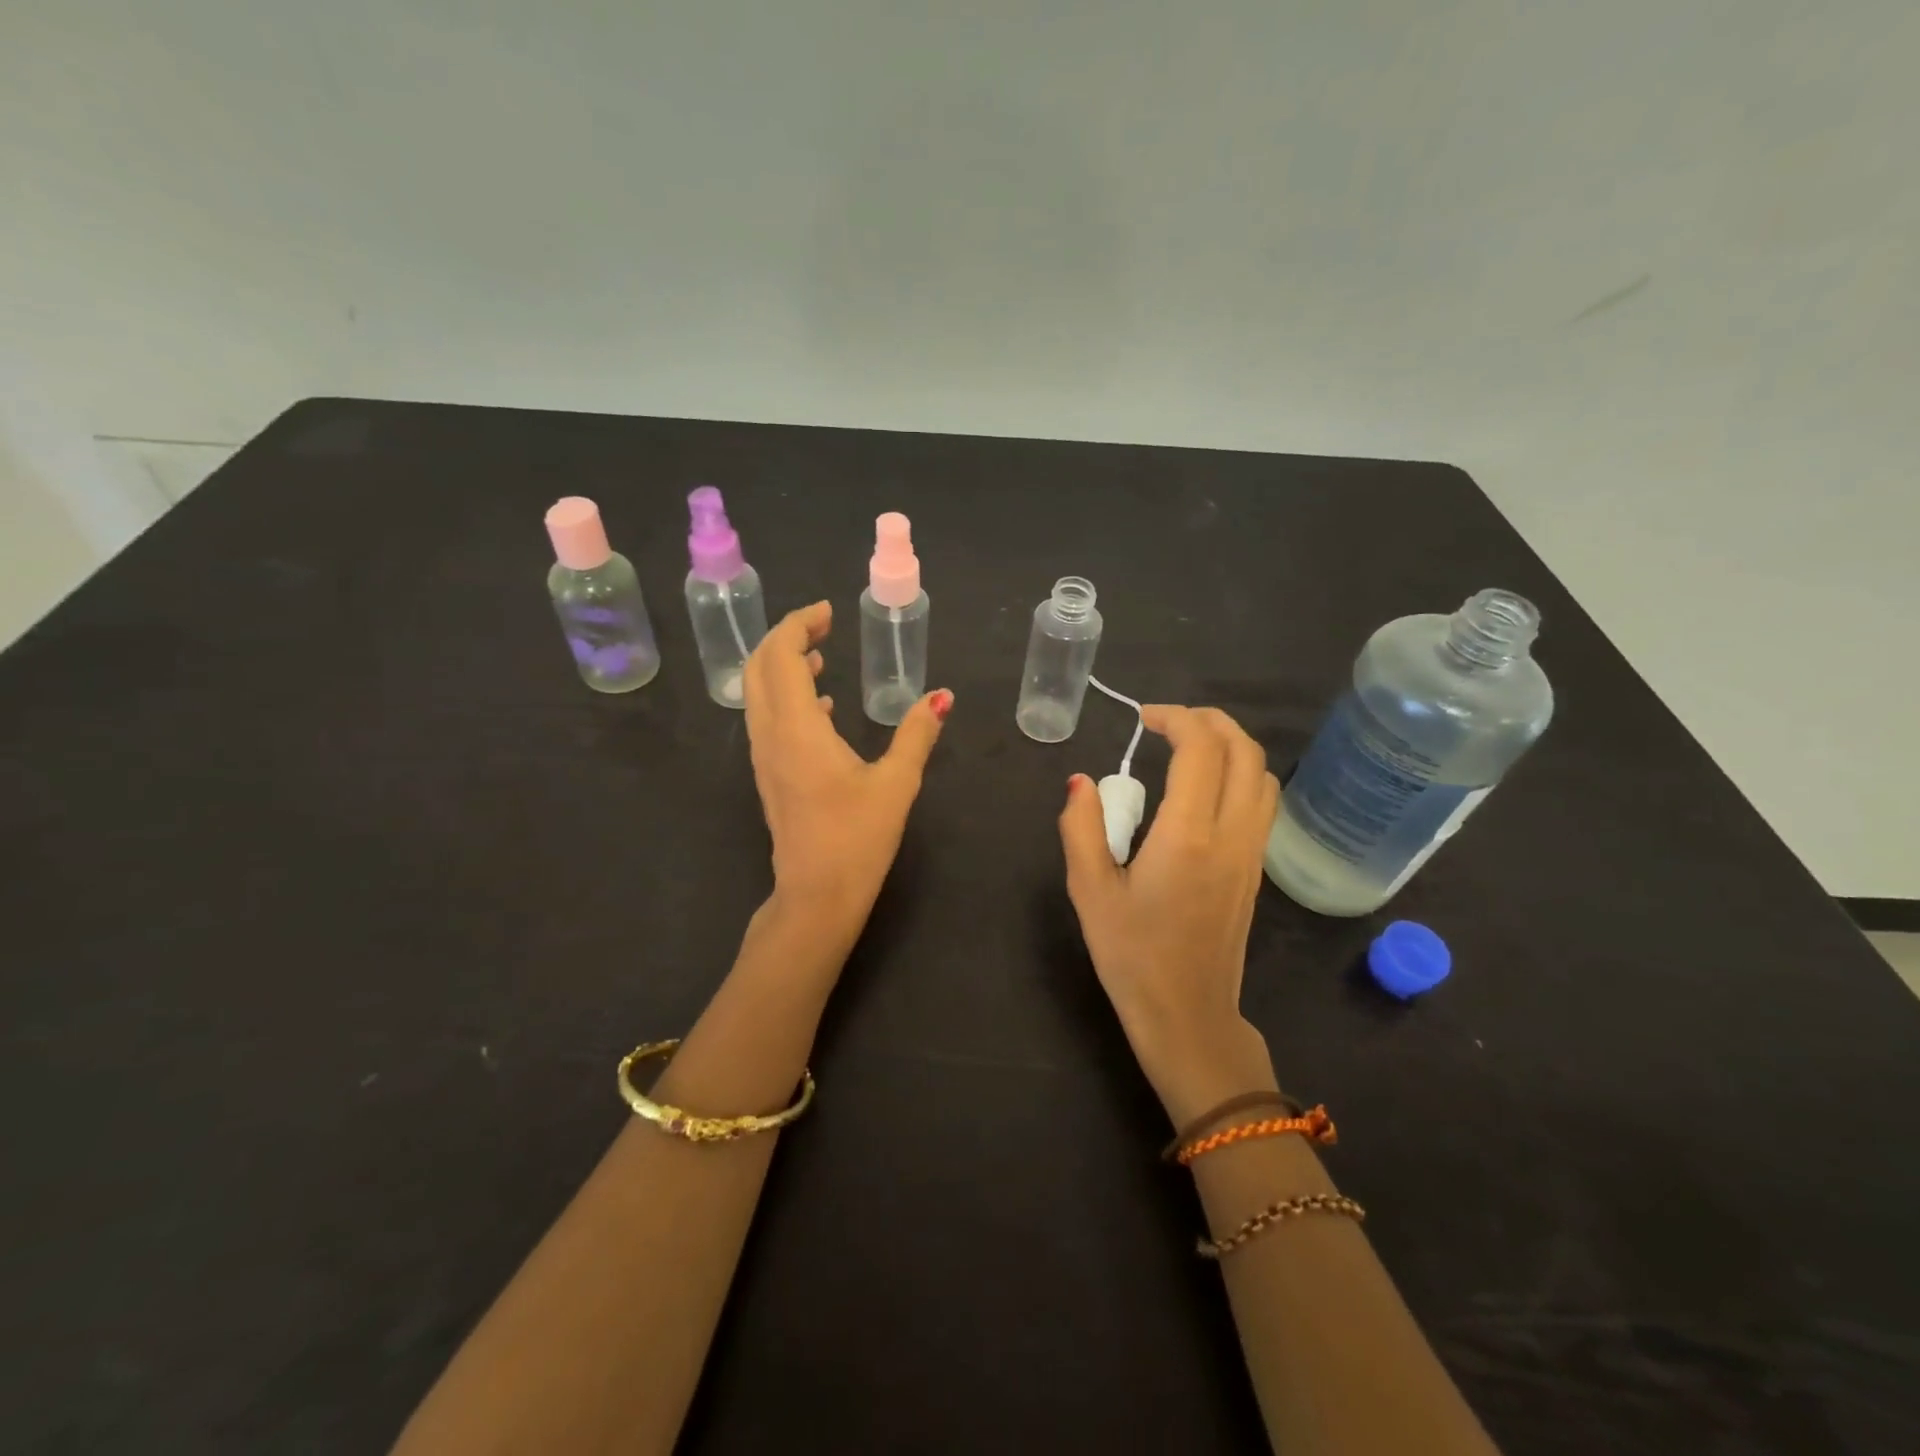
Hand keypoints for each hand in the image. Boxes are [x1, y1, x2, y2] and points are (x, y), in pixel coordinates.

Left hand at [744, 601, 951, 943]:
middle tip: (822, 626)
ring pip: (759, 694)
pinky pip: (768, 720)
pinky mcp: (769, 776)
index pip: (781, 655)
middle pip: (759, 667)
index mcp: (797, 728)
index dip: (799, 624)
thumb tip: (942, 697)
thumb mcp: (896, 783)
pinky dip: (788, 698)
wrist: (816, 897)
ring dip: (783, 666)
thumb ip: (917, 734)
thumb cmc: (857, 838)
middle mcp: (770, 735)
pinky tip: (823, 708)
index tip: (828, 612)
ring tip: (820, 655)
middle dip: (786, 637)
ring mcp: (764, 758)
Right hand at [1058, 706, 1280, 1124]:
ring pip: (1262, 775)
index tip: (1144, 718)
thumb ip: (1081, 828)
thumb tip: (1081, 782)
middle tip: (1169, 722)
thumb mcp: (1089, 891)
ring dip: (1231, 745)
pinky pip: (1262, 803)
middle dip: (1210, 721)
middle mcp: (1231, 835)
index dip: (1176, 718)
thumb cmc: (1132, 956)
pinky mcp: (1256, 870)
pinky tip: (1204, 790)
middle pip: (1245, 751)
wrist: (1188, 1016)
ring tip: (1190, 747)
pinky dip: (1240, 774)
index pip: (1201, 749)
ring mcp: (1251, 853)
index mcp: (1188, 836)